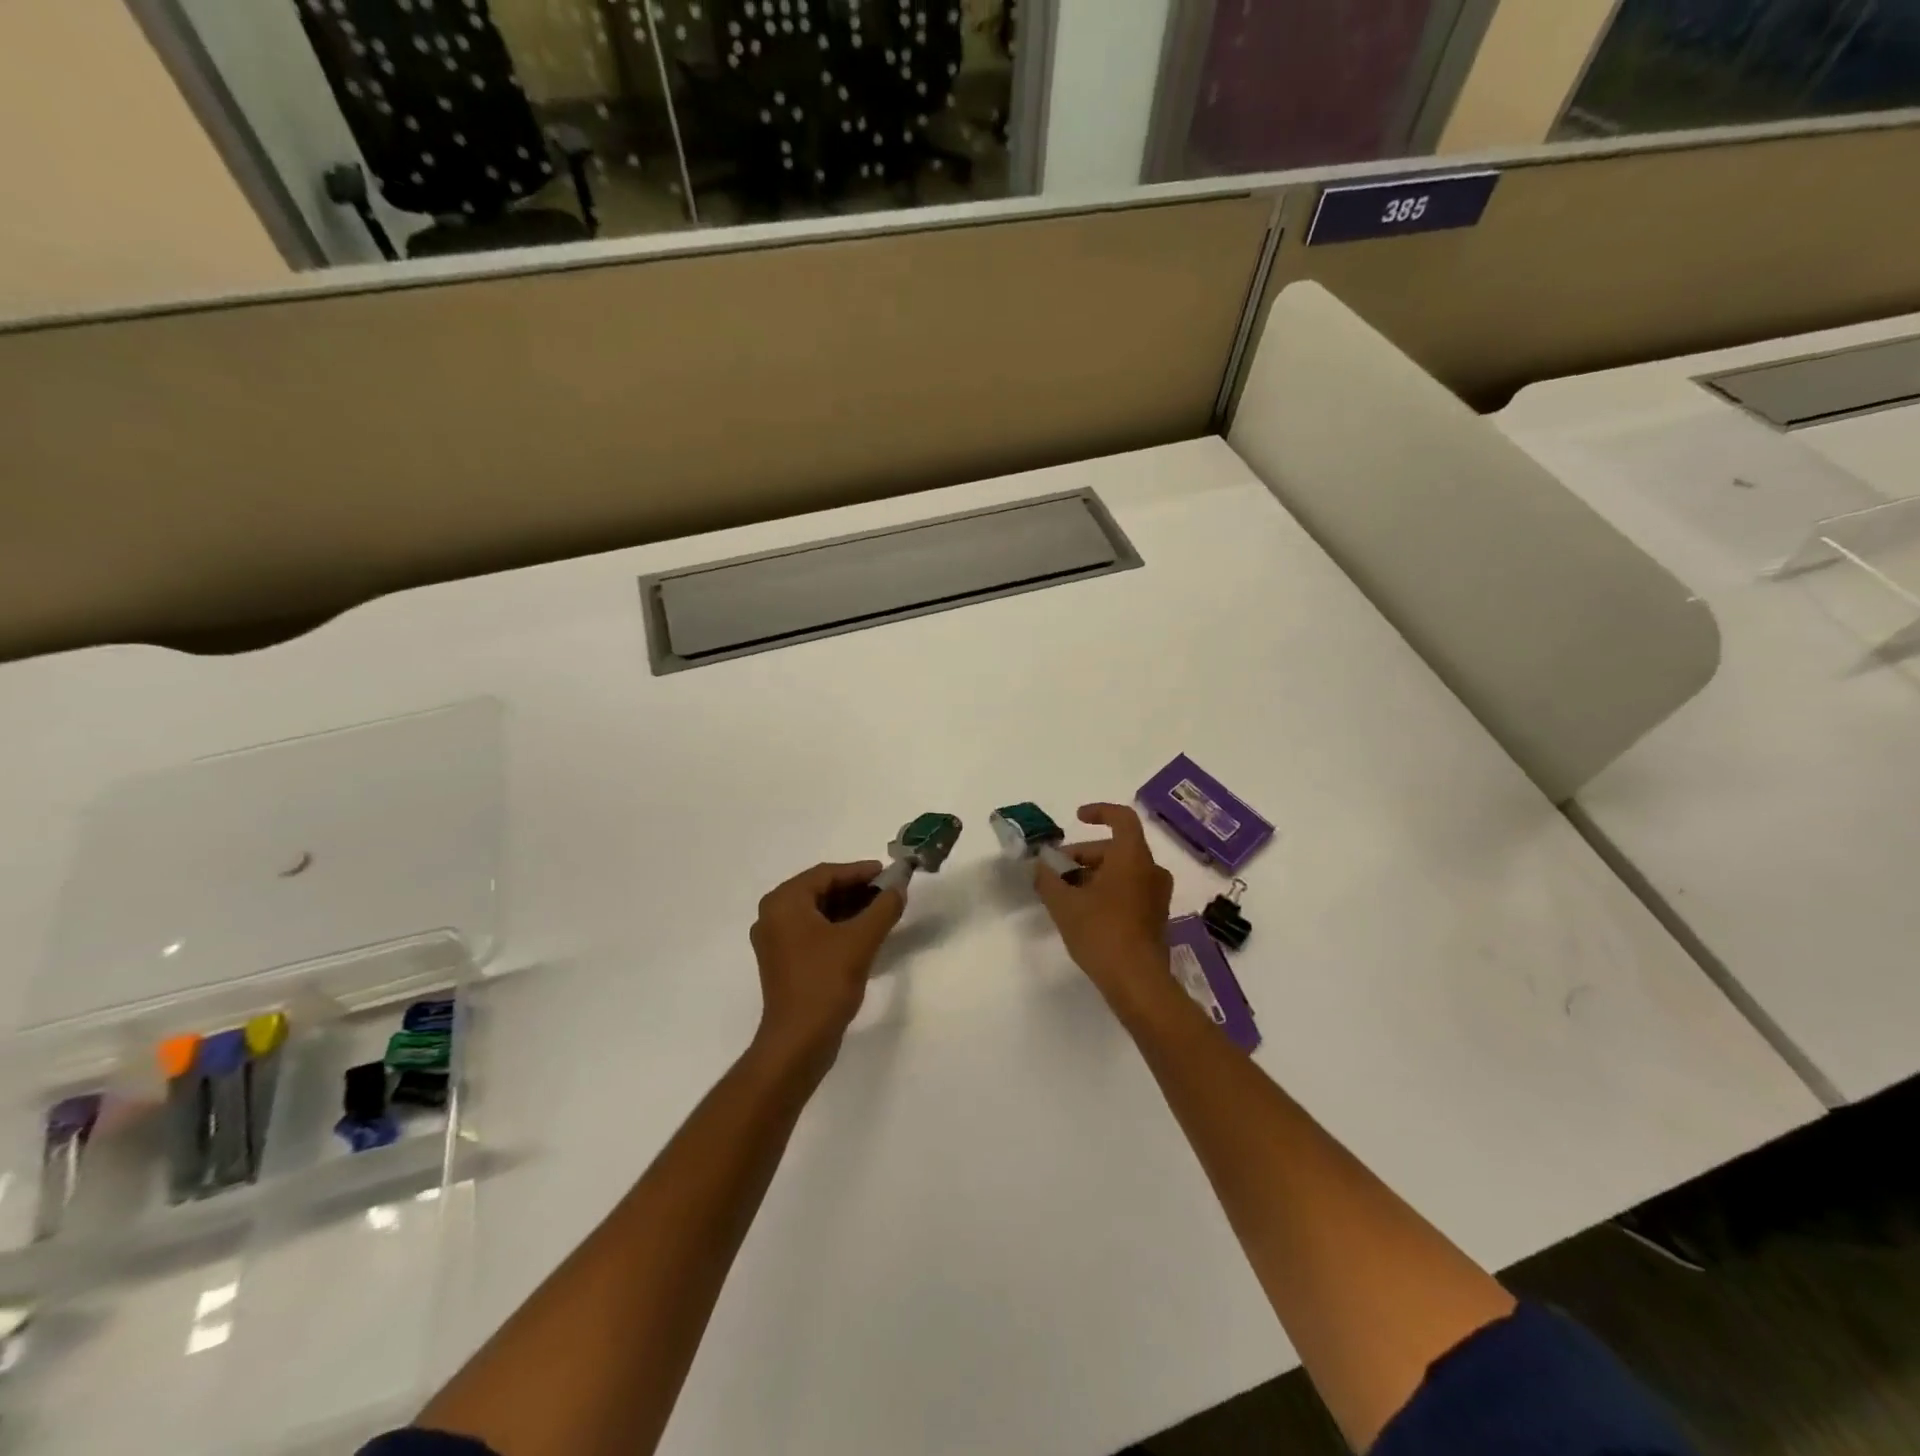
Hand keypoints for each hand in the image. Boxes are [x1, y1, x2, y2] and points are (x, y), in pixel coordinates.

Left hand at [749, 861, 903, 1069]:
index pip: (826, 874)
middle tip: (888, 891)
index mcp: (784, 902)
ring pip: (817, 912)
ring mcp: (775, 941)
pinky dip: (837, 928)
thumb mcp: (861, 940)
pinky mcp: (783, 962)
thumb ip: (883, 908)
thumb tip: (899, 888)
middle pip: (820, 891)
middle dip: (856, 890)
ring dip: (849, 909)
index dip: (860, 871)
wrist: (798, 1041)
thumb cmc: (825, 982)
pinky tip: (864, 934)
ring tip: (881, 911)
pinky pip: (813, 932)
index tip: (889, 872)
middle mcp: (773, 915)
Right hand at [1033, 805, 1174, 1014]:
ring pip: (1121, 871)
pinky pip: (1129, 890)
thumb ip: (1048, 879)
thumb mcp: (1064, 904)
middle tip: (1055, 871)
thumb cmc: (1101, 932)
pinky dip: (1107, 890)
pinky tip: (1083, 911)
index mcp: (1132, 857)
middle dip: (1083, 855)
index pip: (1122, 818)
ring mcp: (1156, 895)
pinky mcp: (1155, 917)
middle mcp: (1151, 870)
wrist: (1137, 981)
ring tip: (1064, 893)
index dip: (1099, 812)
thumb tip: (1040, 866)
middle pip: (1115, 848)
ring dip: (1093, 874)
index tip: (1077, 819)